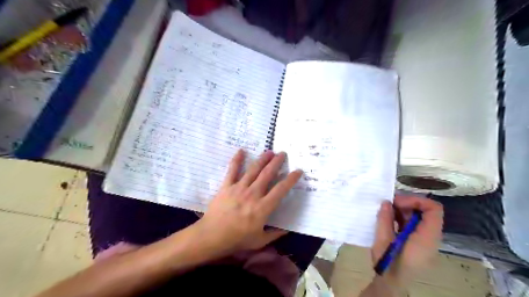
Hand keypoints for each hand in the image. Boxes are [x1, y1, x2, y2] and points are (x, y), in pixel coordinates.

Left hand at [194, 150, 301, 257]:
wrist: (212, 236)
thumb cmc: (237, 239)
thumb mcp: (260, 241)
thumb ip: (275, 234)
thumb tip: (288, 229)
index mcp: (263, 207)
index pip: (281, 189)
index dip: (291, 179)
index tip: (298, 171)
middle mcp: (253, 194)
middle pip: (267, 174)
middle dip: (277, 162)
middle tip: (283, 153)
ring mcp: (239, 188)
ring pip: (253, 170)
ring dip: (262, 159)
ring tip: (269, 151)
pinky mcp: (226, 186)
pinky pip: (232, 170)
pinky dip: (237, 160)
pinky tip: (241, 150)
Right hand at [371, 195, 442, 286]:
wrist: (391, 283)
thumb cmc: (388, 263)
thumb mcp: (383, 240)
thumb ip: (385, 219)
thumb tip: (386, 202)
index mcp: (426, 238)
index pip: (433, 209)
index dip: (416, 200)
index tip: (397, 201)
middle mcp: (431, 238)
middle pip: (427, 212)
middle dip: (407, 204)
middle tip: (388, 204)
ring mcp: (425, 241)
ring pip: (420, 218)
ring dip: (404, 211)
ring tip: (386, 211)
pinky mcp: (419, 244)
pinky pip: (415, 225)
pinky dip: (403, 219)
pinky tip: (389, 220)